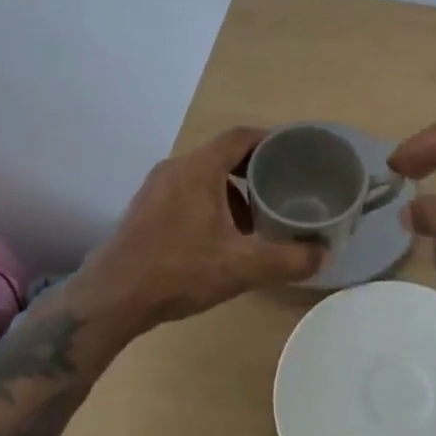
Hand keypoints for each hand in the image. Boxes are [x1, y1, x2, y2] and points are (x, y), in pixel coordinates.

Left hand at [75, 126, 324, 325]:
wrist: (111, 298)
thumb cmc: (179, 271)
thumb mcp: (242, 267)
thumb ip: (288, 259)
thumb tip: (324, 254)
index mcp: (199, 168)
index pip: (241, 136)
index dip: (270, 139)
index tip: (294, 151)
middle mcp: (176, 168)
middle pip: (222, 155)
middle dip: (254, 170)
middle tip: (282, 188)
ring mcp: (155, 188)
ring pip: (203, 176)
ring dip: (231, 191)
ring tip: (253, 221)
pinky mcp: (144, 209)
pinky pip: (185, 192)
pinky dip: (209, 203)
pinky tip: (218, 239)